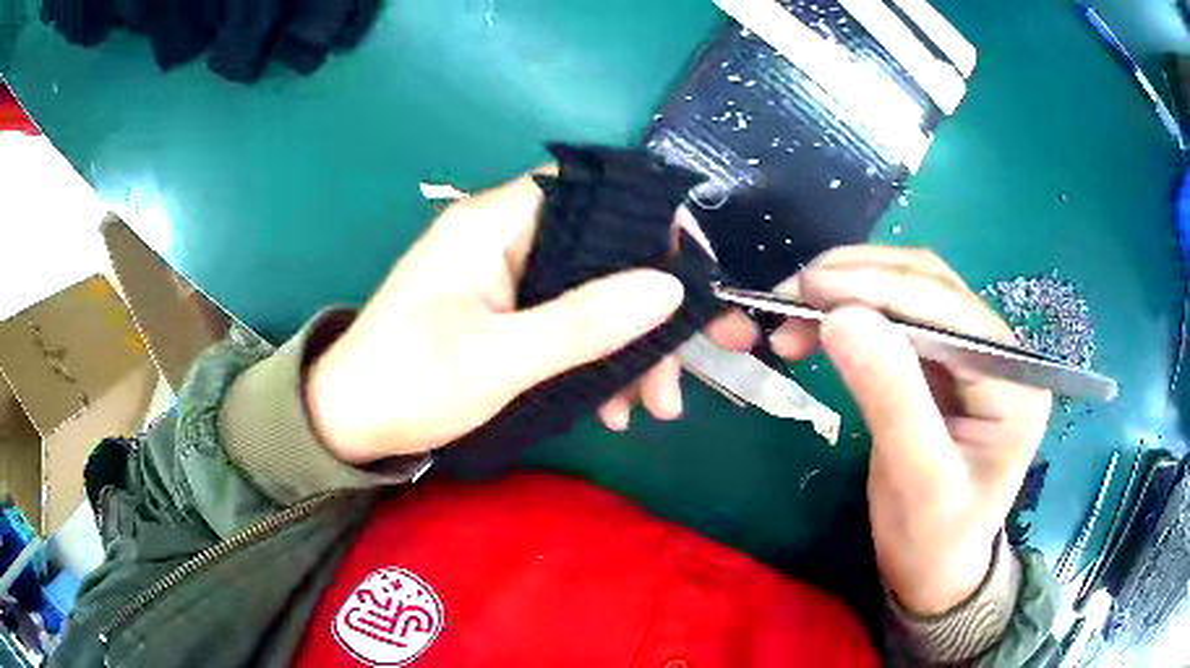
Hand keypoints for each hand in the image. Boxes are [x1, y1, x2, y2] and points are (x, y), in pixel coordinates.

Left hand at [305, 171, 755, 463]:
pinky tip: (610, 406)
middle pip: (602, 251)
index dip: (650, 221)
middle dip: (650, 311)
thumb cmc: (410, 383)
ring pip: (590, 292)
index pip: (591, 191)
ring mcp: (505, 277)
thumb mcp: (501, 359)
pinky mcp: (503, 312)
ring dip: (627, 347)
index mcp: (495, 223)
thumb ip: (586, 321)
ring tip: (652, 408)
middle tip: (682, 374)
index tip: (693, 275)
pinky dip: (595, 358)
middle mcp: (505, 237)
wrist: (348, 423)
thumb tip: (669, 288)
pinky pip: (566, 321)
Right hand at [768, 246, 1050, 614]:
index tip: (807, 288)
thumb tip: (841, 317)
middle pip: (929, 285)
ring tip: (793, 309)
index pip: (949, 309)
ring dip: (849, 290)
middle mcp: (999, 351)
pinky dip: (852, 313)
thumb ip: (890, 397)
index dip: (878, 288)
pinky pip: (896, 319)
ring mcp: (971, 352)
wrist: (933, 569)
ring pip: (909, 291)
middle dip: (857, 281)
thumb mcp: (915, 479)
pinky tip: (818, 324)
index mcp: (1013, 379)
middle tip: (790, 296)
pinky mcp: (942, 363)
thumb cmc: (933, 538)